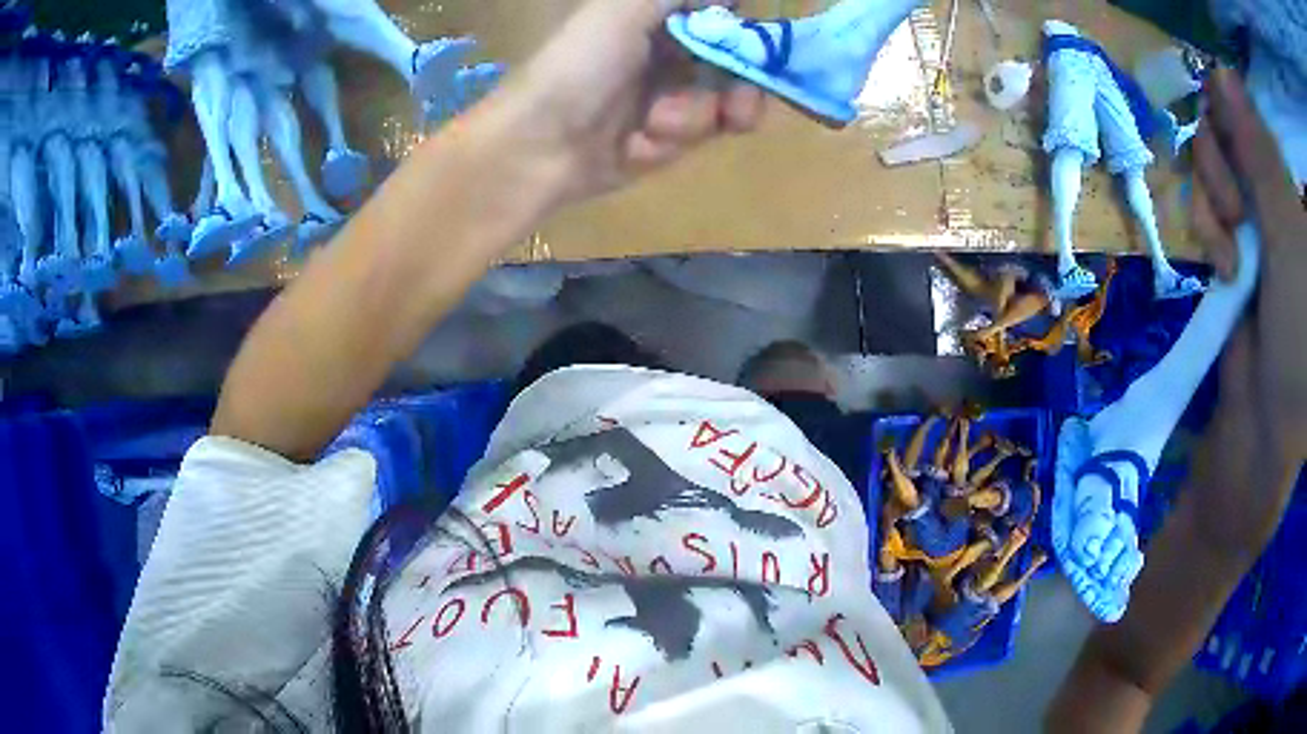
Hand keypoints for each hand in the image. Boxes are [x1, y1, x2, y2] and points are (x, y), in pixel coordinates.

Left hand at [495, 0, 765, 203]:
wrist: (535, 148)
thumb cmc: (576, 68)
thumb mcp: (622, 10)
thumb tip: (727, 0)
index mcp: (655, 18)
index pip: (722, 19)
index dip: (745, 37)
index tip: (752, 55)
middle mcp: (666, 52)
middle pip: (733, 65)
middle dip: (738, 90)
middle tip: (737, 112)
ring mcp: (665, 96)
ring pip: (719, 104)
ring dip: (692, 119)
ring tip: (654, 127)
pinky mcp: (661, 140)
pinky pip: (693, 138)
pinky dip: (669, 143)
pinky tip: (636, 147)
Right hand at [1189, 68, 1305, 550]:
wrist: (1266, 425)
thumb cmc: (1297, 336)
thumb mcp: (1287, 235)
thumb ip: (1259, 153)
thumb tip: (1221, 71)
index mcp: (1291, 189)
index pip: (1255, 112)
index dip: (1233, 105)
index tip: (1222, 117)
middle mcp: (1275, 192)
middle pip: (1231, 130)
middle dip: (1221, 157)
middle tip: (1233, 204)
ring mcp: (1256, 219)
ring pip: (1215, 164)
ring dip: (1212, 197)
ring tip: (1229, 247)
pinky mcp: (1235, 245)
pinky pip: (1207, 205)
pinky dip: (1207, 227)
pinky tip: (1221, 264)